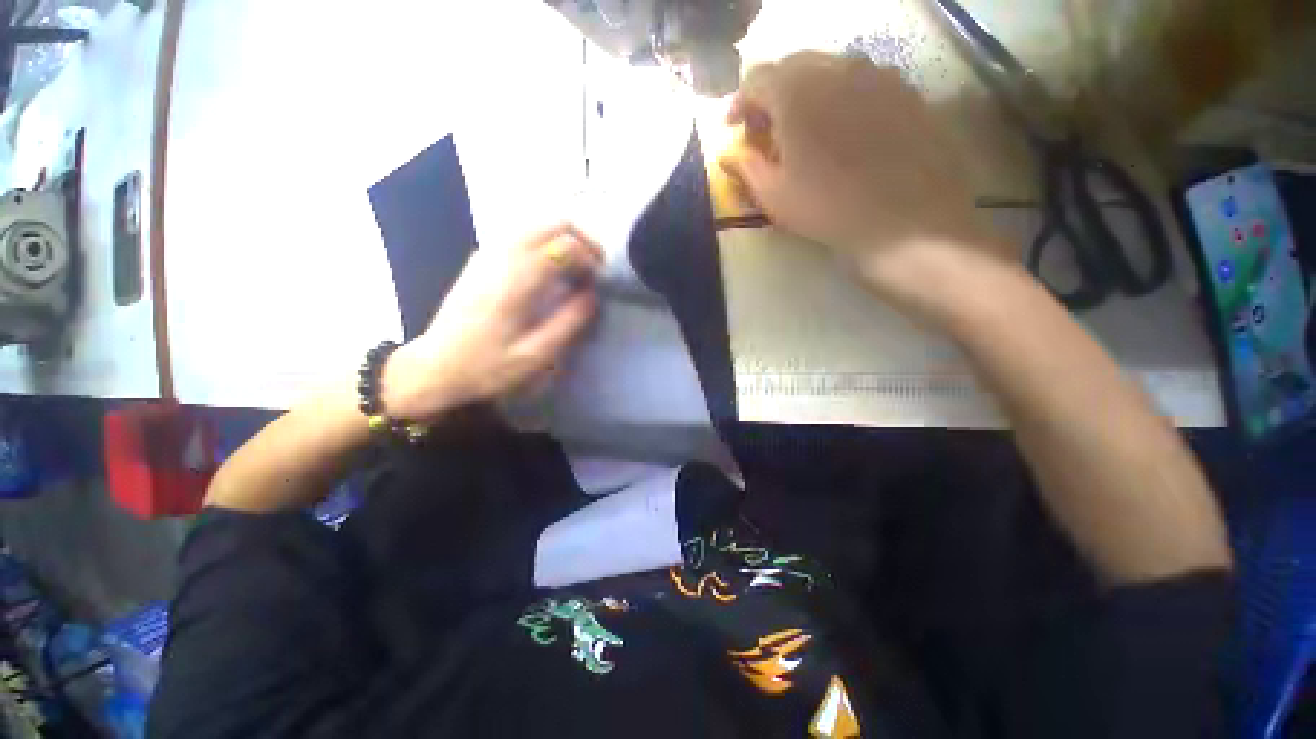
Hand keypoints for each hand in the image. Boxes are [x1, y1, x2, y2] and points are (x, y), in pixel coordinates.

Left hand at [381, 224, 602, 422]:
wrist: (435, 368)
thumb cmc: (487, 367)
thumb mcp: (536, 355)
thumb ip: (569, 322)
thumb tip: (592, 295)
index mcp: (516, 280)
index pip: (564, 245)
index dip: (590, 258)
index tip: (599, 281)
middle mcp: (502, 257)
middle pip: (552, 223)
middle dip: (582, 240)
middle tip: (596, 267)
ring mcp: (488, 254)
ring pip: (536, 225)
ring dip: (564, 240)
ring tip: (578, 268)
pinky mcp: (481, 260)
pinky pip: (521, 236)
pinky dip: (545, 244)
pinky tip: (550, 270)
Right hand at [720, 53, 1008, 312]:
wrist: (905, 223)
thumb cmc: (828, 210)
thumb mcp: (774, 196)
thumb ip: (745, 167)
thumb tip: (728, 153)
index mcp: (797, 91)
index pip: (756, 79)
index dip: (740, 104)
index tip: (735, 130)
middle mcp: (837, 68)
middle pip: (793, 67)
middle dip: (773, 96)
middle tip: (768, 133)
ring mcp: (877, 75)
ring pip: (830, 71)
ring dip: (808, 95)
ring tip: (807, 133)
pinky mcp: (906, 91)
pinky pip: (863, 83)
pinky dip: (842, 100)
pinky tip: (845, 134)